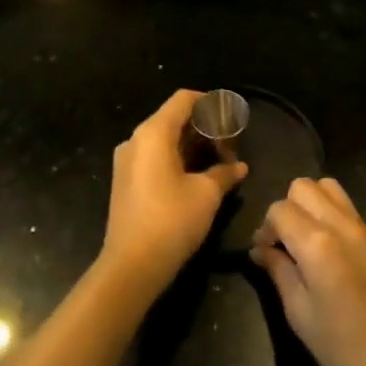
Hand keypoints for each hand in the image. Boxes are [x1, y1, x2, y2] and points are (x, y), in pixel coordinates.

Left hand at [101, 90, 247, 299]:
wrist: (131, 266)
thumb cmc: (172, 220)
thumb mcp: (206, 194)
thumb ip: (224, 173)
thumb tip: (240, 167)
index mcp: (153, 133)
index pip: (183, 99)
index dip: (209, 102)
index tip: (230, 116)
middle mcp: (135, 140)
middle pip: (172, 118)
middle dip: (202, 127)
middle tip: (229, 142)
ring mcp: (126, 161)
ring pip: (162, 140)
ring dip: (190, 145)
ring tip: (217, 159)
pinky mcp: (124, 181)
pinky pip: (152, 157)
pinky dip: (175, 158)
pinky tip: (196, 175)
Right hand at [251, 178, 365, 365]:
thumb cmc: (344, 349)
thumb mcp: (299, 315)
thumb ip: (278, 271)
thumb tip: (260, 249)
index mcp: (317, 244)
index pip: (279, 209)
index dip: (265, 229)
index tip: (263, 255)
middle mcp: (340, 224)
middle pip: (302, 186)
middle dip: (285, 209)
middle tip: (283, 243)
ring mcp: (362, 227)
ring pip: (327, 186)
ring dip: (309, 204)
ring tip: (304, 238)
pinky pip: (345, 205)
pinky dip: (328, 212)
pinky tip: (326, 247)